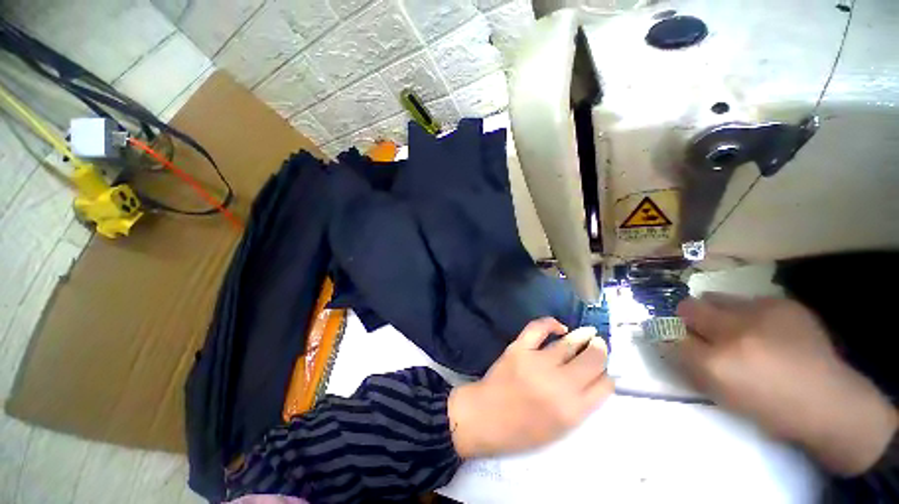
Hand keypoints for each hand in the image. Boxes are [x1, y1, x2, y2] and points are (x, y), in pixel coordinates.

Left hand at [448, 318, 612, 457]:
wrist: (485, 417)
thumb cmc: (522, 431)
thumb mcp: (559, 428)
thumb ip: (580, 405)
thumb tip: (595, 380)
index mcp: (572, 410)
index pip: (603, 386)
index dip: (607, 375)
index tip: (605, 370)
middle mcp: (559, 384)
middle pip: (592, 360)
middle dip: (600, 351)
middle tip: (600, 345)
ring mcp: (537, 362)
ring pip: (569, 344)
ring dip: (583, 336)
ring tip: (590, 333)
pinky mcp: (519, 348)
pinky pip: (538, 328)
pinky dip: (551, 323)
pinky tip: (560, 327)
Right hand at [677, 293, 897, 474]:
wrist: (829, 402)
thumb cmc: (769, 407)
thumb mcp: (722, 395)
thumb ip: (691, 364)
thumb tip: (670, 341)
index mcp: (716, 364)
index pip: (670, 336)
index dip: (670, 336)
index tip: (675, 338)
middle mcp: (732, 333)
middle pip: (687, 308)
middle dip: (687, 317)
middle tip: (701, 329)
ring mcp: (760, 314)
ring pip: (715, 297)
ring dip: (716, 311)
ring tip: (734, 327)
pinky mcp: (783, 303)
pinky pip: (748, 300)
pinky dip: (747, 312)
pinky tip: (765, 328)